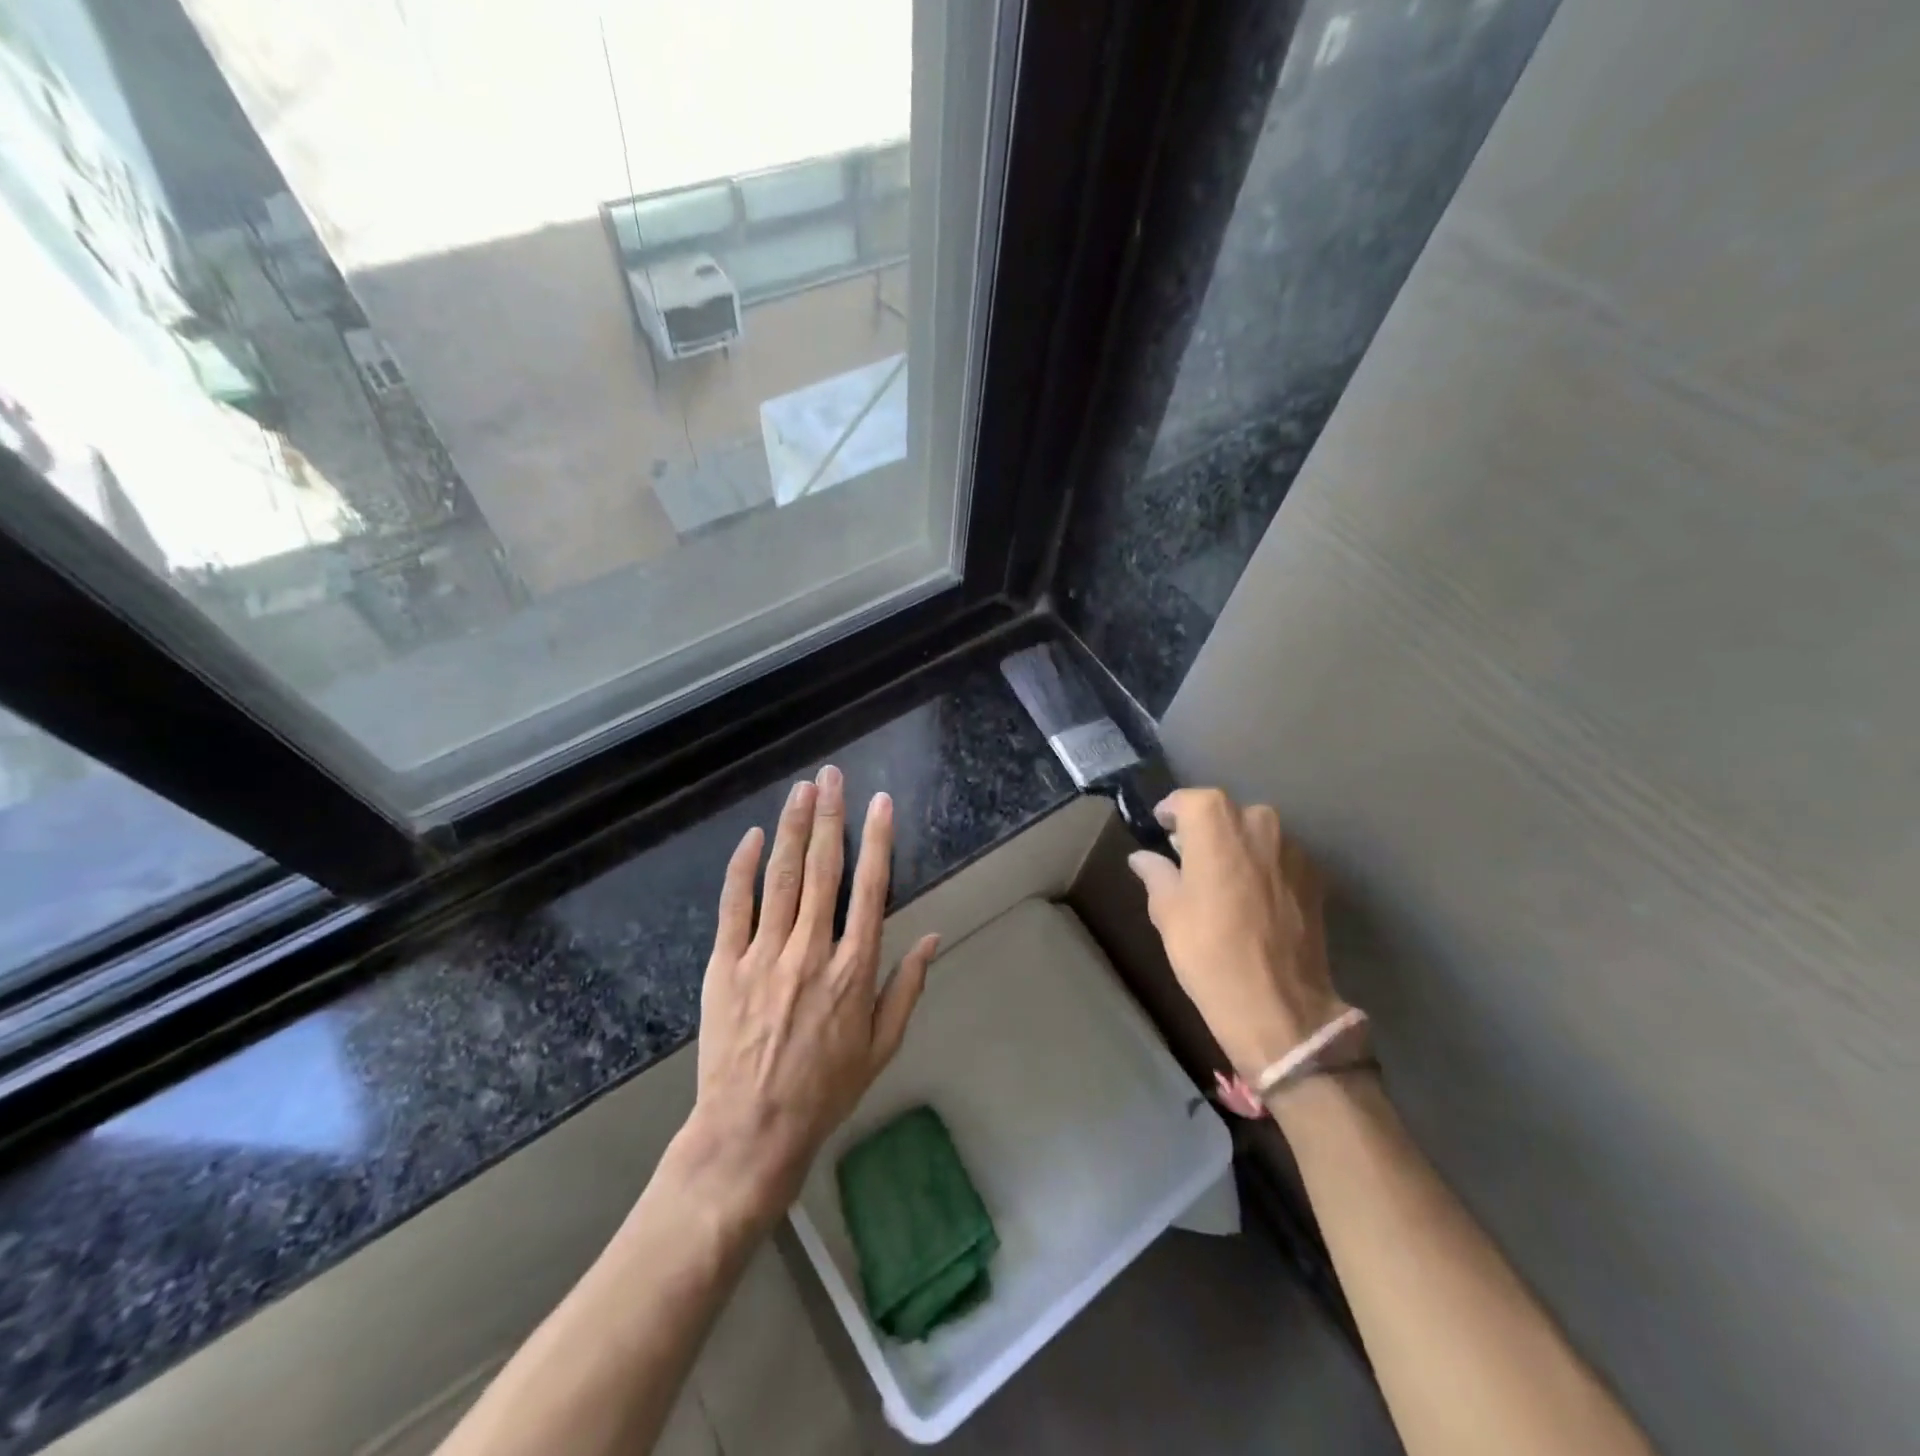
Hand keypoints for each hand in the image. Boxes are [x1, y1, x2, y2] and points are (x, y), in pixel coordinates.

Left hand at [682, 765, 937, 1220]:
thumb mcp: (882, 1046)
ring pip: (781, 876)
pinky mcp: (726, 964)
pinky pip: (735, 905)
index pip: (871, 889)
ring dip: (792, 828)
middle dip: (829, 816)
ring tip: (801, 789)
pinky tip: (753, 836)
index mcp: (854, 969)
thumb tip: (933, 937)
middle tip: (831, 775)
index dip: (878, 840)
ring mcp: (765, 955)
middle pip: (823, 869)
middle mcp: (812, 950)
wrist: (752, 1130)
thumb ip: (907, 987)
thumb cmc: (825, 1090)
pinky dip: (744, 867)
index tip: (880, 803)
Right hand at [1126, 788, 1347, 1081]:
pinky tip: (1252, 899)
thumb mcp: (1168, 912)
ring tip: (1222, 880)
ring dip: (1237, 847)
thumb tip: (1143, 858)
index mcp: (1216, 823)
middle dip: (1206, 829)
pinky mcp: (1315, 877)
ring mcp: (1292, 849)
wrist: (1280, 1006)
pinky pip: (1279, 858)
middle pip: (1226, 813)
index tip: (1161, 829)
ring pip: (1256, 834)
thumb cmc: (1209, 952)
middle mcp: (1259, 822)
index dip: (1173, 812)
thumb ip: (1156, 874)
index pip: (1189, 800)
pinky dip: (1262, 867)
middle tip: (1188, 858)